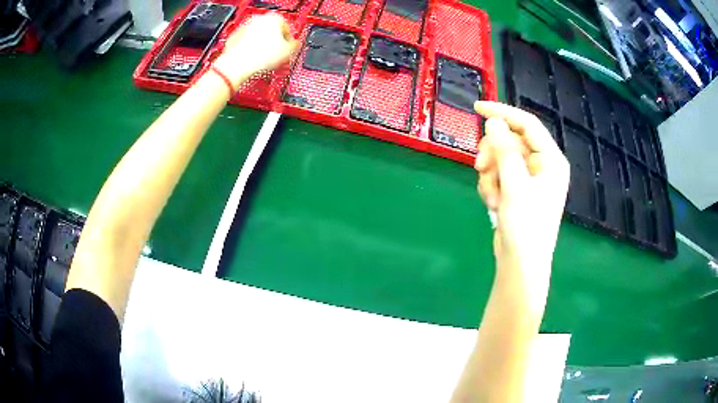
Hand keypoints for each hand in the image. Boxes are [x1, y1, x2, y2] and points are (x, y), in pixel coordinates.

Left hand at [214, 13, 298, 87]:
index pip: (287, 28)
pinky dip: (249, 52)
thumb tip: (295, 45)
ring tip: (264, 62)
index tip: (289, 50)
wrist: (237, 66)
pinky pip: (245, 45)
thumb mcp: (288, 52)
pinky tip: (253, 62)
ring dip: (262, 48)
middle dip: (274, 44)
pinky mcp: (233, 39)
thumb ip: (294, 46)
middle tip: (276, 57)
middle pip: (271, 32)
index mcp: (275, 18)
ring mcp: (244, 28)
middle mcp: (258, 19)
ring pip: (258, 38)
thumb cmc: (260, 57)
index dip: (289, 42)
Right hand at [473, 101, 568, 313]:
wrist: (521, 263)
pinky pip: (499, 174)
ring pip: (501, 158)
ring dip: (490, 174)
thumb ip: (504, 150)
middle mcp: (542, 165)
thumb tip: (493, 121)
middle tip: (479, 166)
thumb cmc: (525, 226)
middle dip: (493, 153)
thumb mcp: (515, 185)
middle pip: (511, 140)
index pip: (527, 124)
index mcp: (551, 159)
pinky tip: (494, 204)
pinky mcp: (518, 189)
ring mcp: (529, 178)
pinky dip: (491, 186)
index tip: (477, 108)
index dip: (502, 112)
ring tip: (493, 197)